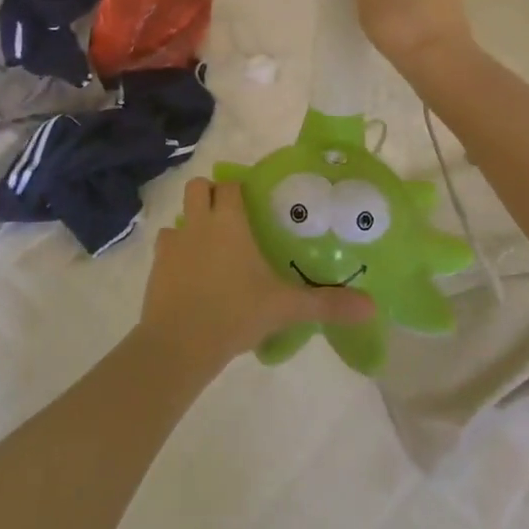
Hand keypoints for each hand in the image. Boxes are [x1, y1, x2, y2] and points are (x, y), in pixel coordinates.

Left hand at [138, 178, 373, 378]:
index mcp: (229, 221)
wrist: (179, 344)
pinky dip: (176, 252)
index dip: (239, 189)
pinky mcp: (156, 266)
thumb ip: (326, 303)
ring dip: (192, 224)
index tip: (253, 202)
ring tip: (210, 249)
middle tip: (231, 219)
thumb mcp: (286, 307)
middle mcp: (200, 222)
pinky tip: (190, 275)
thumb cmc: (235, 313)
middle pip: (199, 187)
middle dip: (211, 195)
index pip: (230, 185)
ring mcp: (174, 243)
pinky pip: (166, 246)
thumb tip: (371, 305)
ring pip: (180, 217)